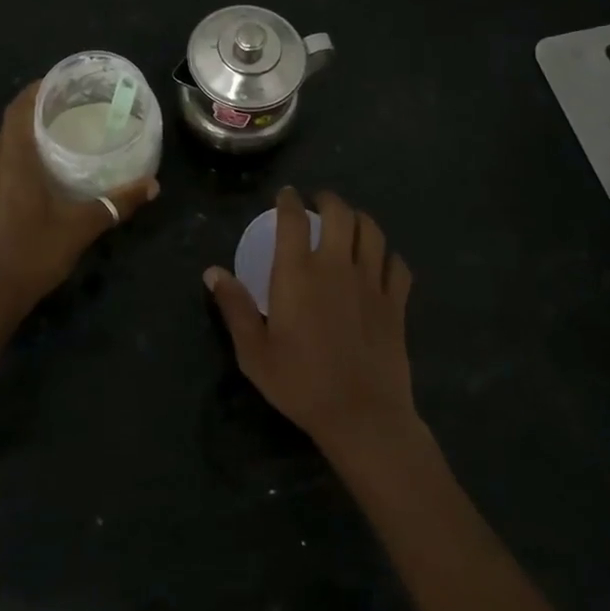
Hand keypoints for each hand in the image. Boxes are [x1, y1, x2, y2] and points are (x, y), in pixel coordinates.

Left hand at [0, 82, 157, 334]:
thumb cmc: (30, 255)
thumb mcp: (79, 228)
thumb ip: (115, 204)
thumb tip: (152, 185)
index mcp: (13, 160)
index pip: (19, 108)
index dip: (39, 88)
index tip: (65, 80)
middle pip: (13, 122)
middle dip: (40, 107)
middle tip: (76, 103)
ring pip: (7, 143)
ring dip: (31, 131)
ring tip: (66, 130)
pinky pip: (4, 162)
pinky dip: (24, 153)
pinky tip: (49, 168)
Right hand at [204, 187, 418, 464]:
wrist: (362, 416)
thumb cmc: (301, 383)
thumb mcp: (254, 352)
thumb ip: (234, 307)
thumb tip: (212, 272)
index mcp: (298, 273)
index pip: (293, 219)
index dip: (288, 200)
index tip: (285, 195)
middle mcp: (336, 266)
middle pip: (339, 213)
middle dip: (328, 200)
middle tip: (319, 202)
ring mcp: (371, 282)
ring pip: (371, 231)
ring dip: (359, 219)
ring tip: (350, 223)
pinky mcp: (395, 302)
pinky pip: (397, 264)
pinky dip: (388, 255)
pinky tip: (381, 261)